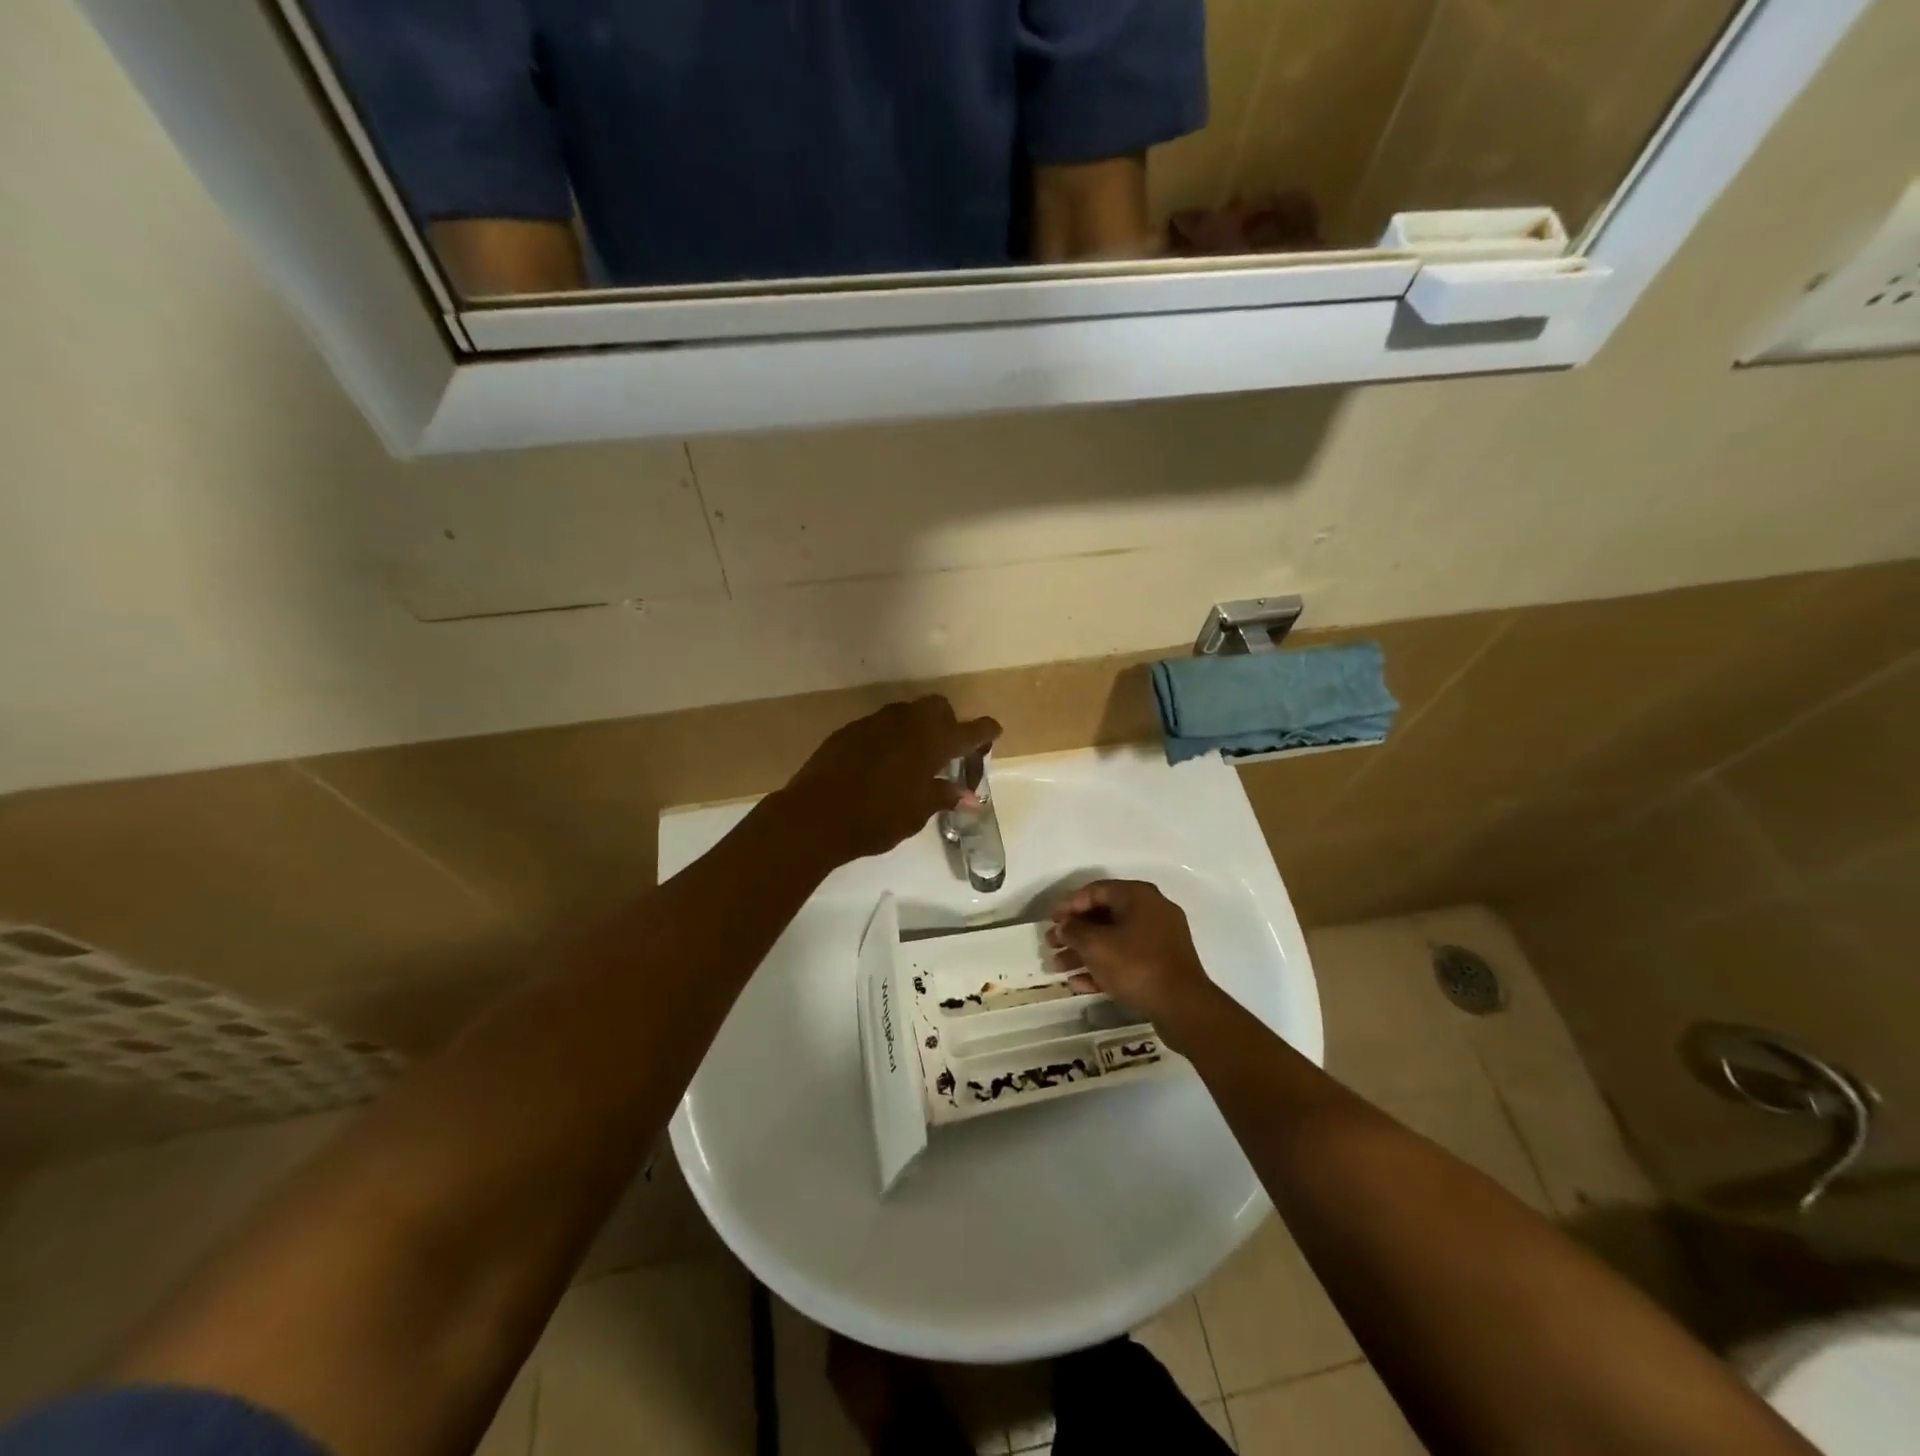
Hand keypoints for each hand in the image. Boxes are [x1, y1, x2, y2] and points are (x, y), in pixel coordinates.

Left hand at [783, 697, 1001, 864]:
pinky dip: (891, 737)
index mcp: (932, 742)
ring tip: (915, 758)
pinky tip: (883, 762)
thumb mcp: (917, 812)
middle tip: (948, 750)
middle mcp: (907, 723)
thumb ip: (944, 796)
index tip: (994, 731)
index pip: (969, 730)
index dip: (984, 730)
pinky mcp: (850, 730)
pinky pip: (880, 725)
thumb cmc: (877, 817)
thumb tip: (970, 796)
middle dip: (948, 722)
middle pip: (937, 707)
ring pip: (907, 713)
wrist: (816, 815)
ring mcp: (875, 722)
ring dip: (918, 728)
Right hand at [1045, 880, 1219, 1027]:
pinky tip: (1078, 983)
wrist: (1182, 1006)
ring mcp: (1159, 939)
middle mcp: (1151, 911)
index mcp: (1138, 896)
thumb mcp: (1096, 945)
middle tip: (1051, 945)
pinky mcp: (1161, 965)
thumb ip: (1074, 931)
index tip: (1050, 921)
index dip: (1069, 904)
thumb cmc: (1136, 965)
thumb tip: (1064, 926)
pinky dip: (1103, 967)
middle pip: (1104, 916)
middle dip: (1074, 932)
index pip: (1096, 890)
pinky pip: (1126, 959)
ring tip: (1058, 967)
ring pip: (1113, 940)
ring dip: (1084, 952)